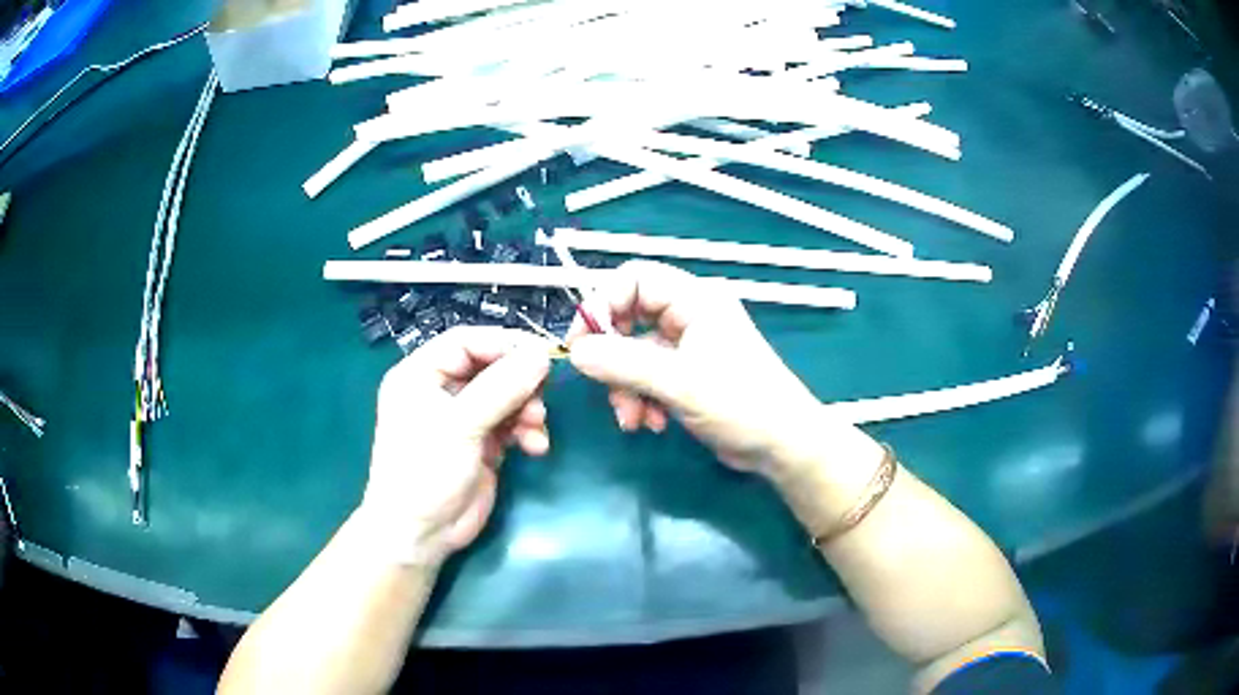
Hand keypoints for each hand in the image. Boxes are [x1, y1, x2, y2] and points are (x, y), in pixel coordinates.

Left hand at [359, 327, 551, 564]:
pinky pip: (512, 424)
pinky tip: (536, 447)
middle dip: (520, 381)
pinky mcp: (482, 443)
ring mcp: (463, 418)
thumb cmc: (425, 471)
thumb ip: (501, 388)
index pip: (465, 342)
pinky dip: (527, 431)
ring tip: (537, 427)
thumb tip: (542, 355)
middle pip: (490, 367)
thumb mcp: (460, 426)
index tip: (541, 352)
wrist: (421, 533)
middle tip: (543, 394)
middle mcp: (441, 390)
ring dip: (527, 409)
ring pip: (506, 396)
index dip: (503, 343)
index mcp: (420, 374)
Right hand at [568, 261, 851, 476]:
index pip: (635, 279)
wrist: (782, 446)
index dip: (603, 304)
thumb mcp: (678, 382)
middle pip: (629, 318)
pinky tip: (651, 424)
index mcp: (695, 300)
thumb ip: (622, 364)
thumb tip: (575, 352)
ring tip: (633, 419)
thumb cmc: (740, 404)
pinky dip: (642, 398)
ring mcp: (689, 346)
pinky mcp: (688, 375)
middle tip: (601, 384)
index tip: (582, 342)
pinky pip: (648, 376)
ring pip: (634, 353)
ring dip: (625, 386)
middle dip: (613, 356)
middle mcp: (690, 315)